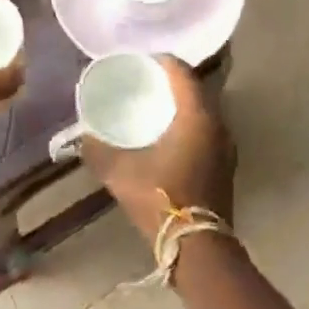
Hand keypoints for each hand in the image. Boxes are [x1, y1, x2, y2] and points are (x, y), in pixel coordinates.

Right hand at [82, 57, 234, 242]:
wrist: (197, 247)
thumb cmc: (162, 200)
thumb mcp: (121, 173)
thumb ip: (98, 150)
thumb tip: (81, 137)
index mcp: (197, 115)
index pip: (182, 72)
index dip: (162, 61)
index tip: (141, 61)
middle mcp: (218, 124)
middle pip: (195, 88)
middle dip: (171, 81)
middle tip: (144, 81)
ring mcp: (226, 145)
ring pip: (203, 110)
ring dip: (182, 103)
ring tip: (155, 105)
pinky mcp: (226, 164)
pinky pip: (207, 129)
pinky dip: (190, 122)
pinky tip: (170, 134)